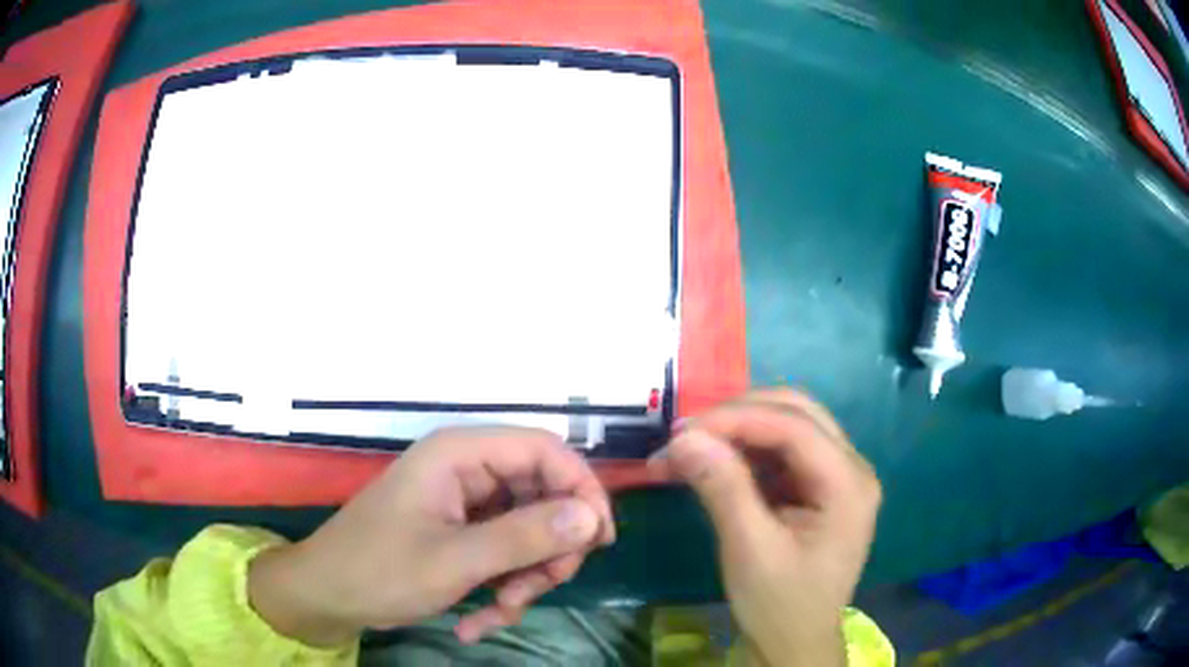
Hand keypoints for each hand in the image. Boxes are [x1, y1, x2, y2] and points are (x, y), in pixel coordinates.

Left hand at [248, 427, 614, 646]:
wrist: (328, 597)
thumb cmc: (378, 570)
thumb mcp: (454, 561)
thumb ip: (524, 537)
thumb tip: (591, 517)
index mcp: (460, 455)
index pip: (545, 450)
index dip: (581, 489)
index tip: (600, 541)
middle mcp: (467, 471)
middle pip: (543, 495)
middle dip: (548, 550)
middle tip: (539, 590)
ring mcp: (465, 504)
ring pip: (529, 532)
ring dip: (526, 578)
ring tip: (500, 612)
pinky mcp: (462, 533)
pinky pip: (506, 555)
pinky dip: (504, 588)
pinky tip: (480, 622)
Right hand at [649, 389, 881, 666]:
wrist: (794, 644)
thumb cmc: (779, 605)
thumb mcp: (749, 550)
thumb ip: (723, 488)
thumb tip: (684, 438)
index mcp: (848, 484)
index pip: (794, 426)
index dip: (735, 419)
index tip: (679, 432)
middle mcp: (851, 468)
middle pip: (796, 413)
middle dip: (737, 416)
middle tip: (684, 436)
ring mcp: (837, 476)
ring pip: (788, 426)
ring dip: (738, 430)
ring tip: (690, 448)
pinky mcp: (818, 488)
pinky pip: (782, 452)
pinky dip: (745, 451)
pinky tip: (715, 463)